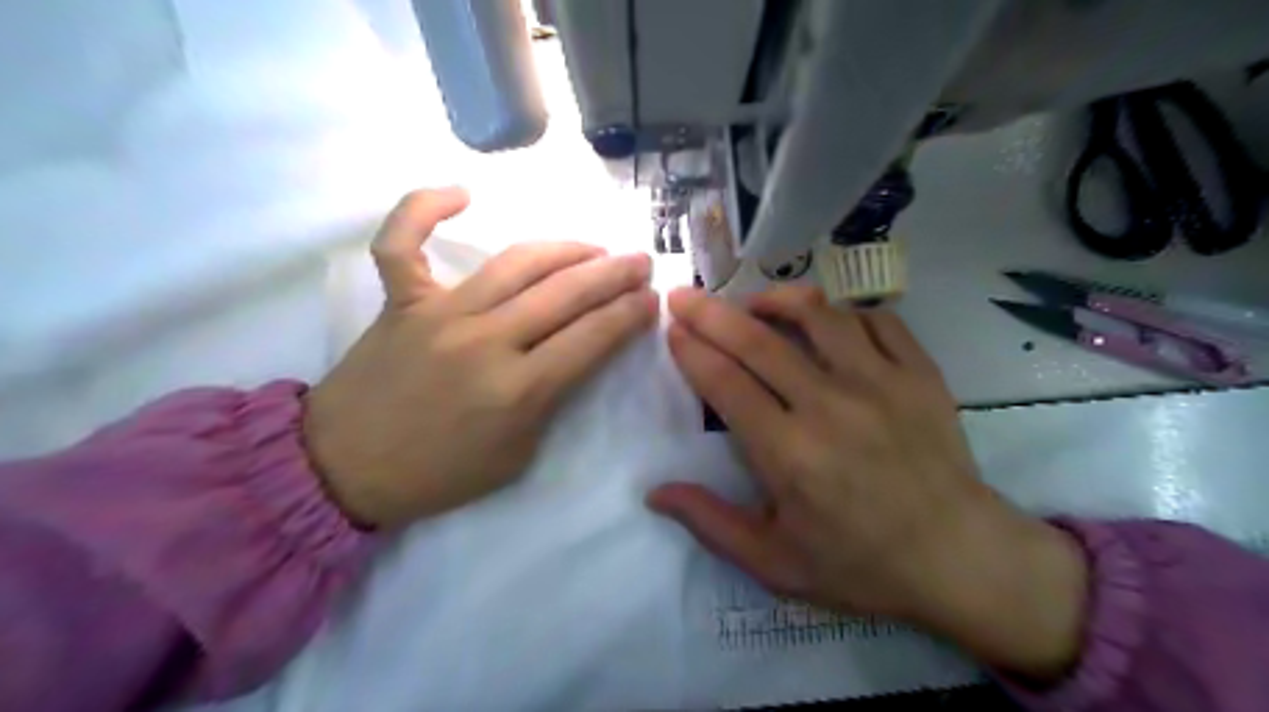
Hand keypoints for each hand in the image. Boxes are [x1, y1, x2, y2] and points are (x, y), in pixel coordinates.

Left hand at [305, 188, 654, 527]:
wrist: (346, 469)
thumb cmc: (441, 473)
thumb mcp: (518, 455)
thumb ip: (552, 401)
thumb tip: (578, 353)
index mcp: (518, 390)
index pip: (592, 338)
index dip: (630, 315)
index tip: (652, 301)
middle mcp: (485, 341)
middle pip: (565, 293)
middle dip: (614, 274)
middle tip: (640, 262)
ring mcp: (439, 314)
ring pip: (514, 262)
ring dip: (564, 249)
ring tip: (594, 248)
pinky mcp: (400, 301)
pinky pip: (404, 242)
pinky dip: (424, 209)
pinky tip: (461, 193)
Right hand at [648, 287, 1084, 680]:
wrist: (960, 558)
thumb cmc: (861, 565)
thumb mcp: (776, 563)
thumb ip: (711, 523)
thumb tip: (655, 493)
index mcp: (789, 453)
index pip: (725, 383)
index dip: (692, 350)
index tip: (672, 329)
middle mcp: (830, 405)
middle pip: (758, 341)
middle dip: (710, 312)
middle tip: (683, 295)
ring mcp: (880, 382)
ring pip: (818, 314)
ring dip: (775, 299)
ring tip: (753, 303)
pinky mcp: (919, 373)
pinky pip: (875, 319)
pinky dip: (842, 313)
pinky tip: (826, 323)